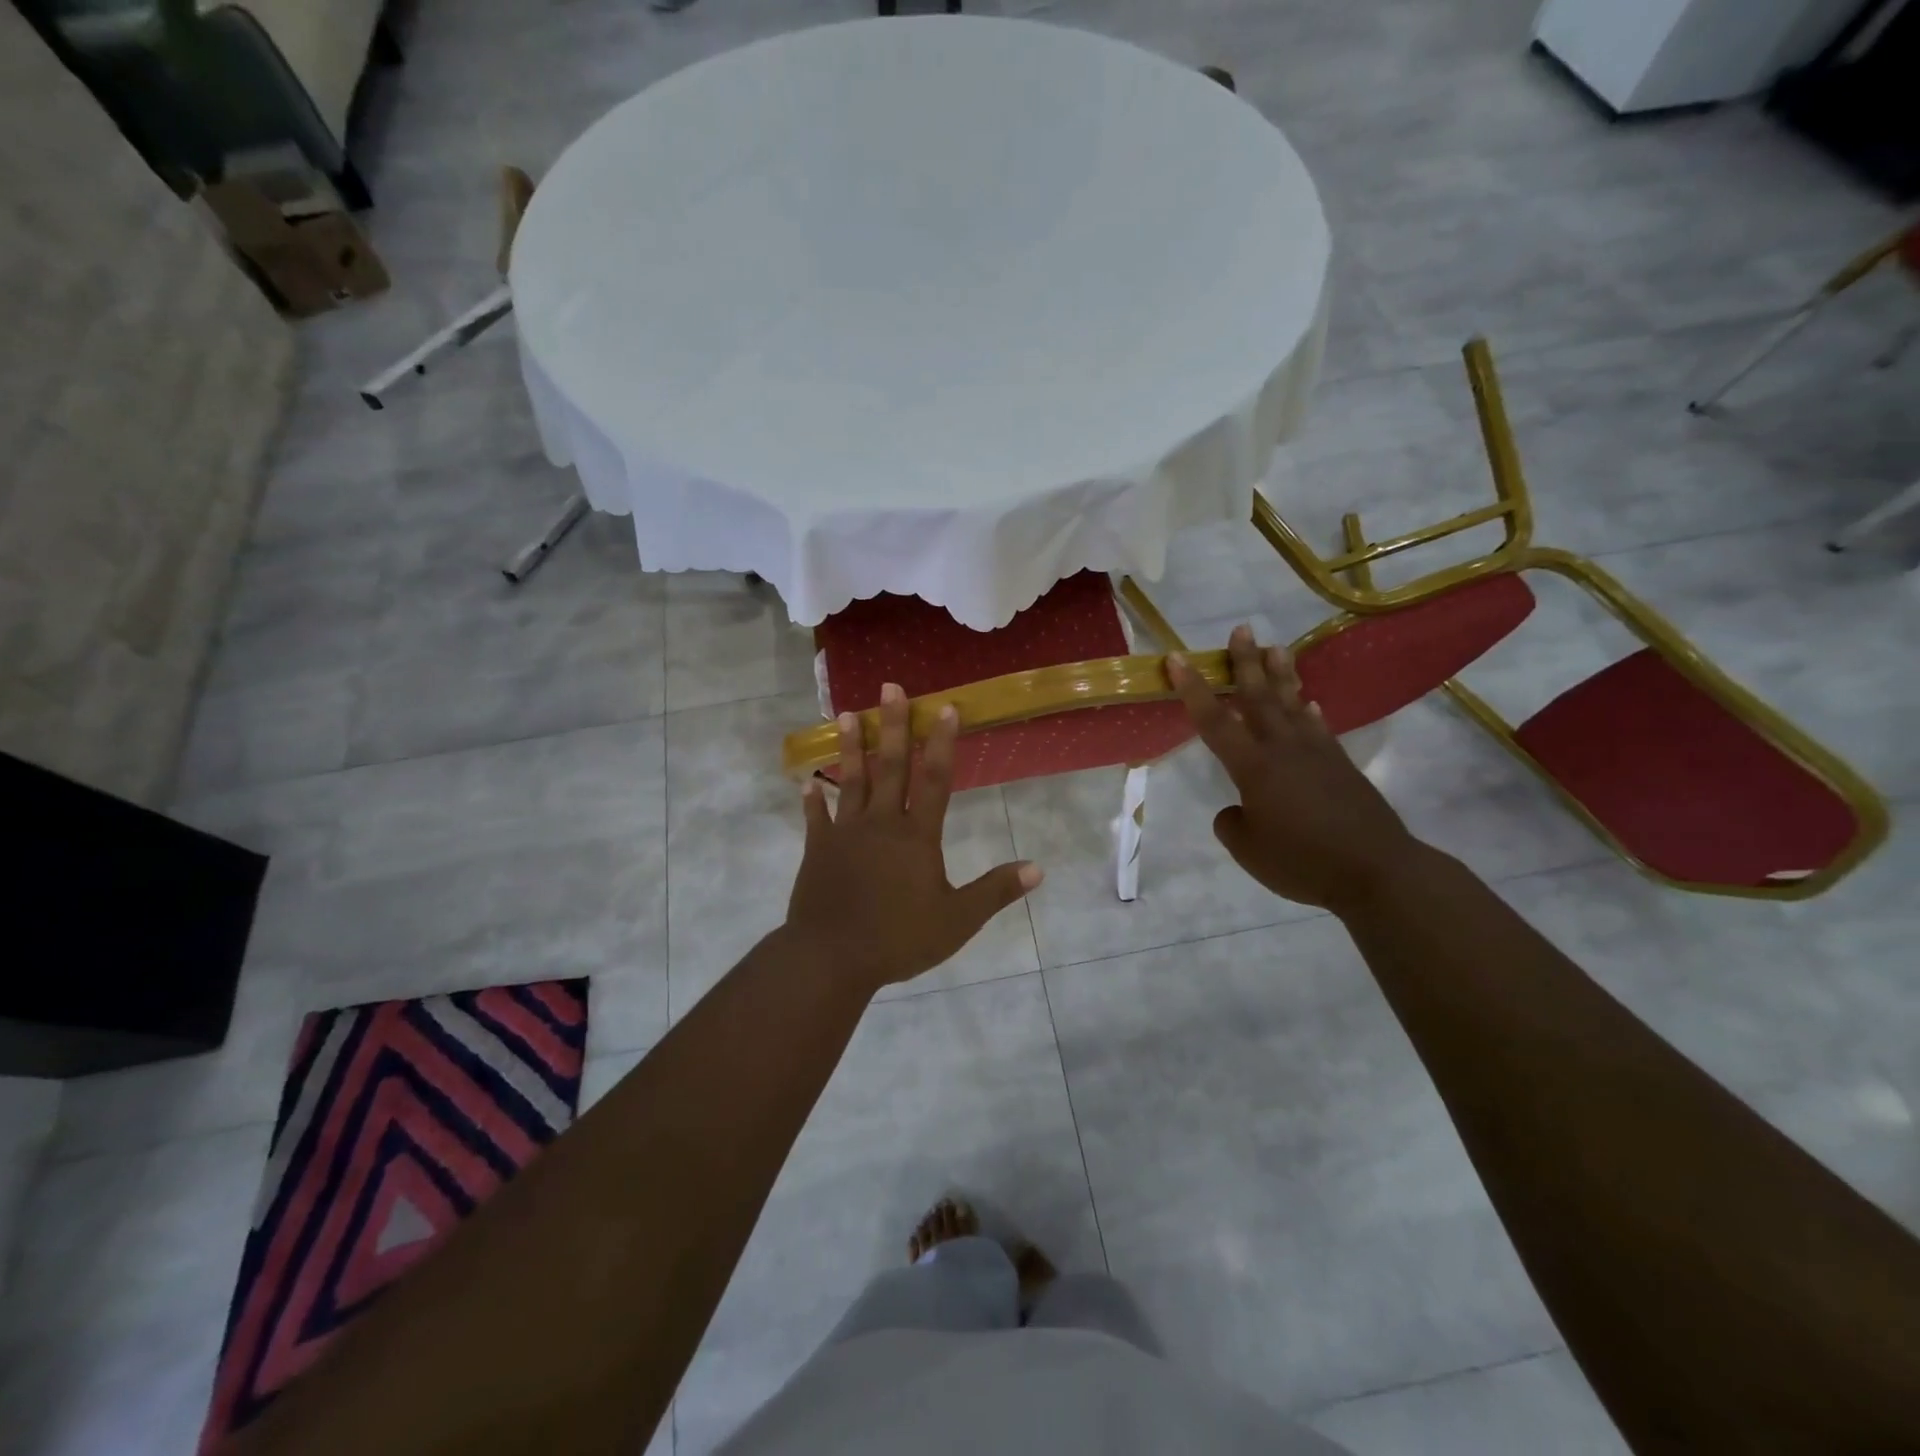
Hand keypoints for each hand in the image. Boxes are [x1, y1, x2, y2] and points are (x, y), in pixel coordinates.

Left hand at [785, 683, 1043, 992]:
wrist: (832, 957)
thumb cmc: (899, 937)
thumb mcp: (957, 920)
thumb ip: (995, 890)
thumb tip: (1037, 869)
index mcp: (916, 836)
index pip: (934, 779)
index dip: (941, 742)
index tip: (944, 707)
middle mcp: (881, 823)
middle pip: (890, 767)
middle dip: (893, 725)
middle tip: (890, 687)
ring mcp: (845, 833)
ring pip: (851, 781)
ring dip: (851, 747)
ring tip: (848, 714)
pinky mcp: (818, 849)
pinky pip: (816, 818)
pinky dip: (812, 800)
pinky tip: (806, 782)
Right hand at [1169, 625, 1426, 914]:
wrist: (1377, 871)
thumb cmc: (1303, 861)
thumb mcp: (1249, 850)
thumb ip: (1233, 823)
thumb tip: (1241, 809)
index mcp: (1254, 767)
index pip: (1215, 721)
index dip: (1193, 689)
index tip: (1176, 658)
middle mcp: (1283, 750)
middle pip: (1260, 697)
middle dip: (1246, 663)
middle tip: (1241, 630)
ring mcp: (1317, 754)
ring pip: (1293, 704)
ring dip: (1282, 675)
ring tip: (1276, 648)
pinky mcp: (1341, 766)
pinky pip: (1319, 728)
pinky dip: (1309, 713)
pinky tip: (1308, 704)